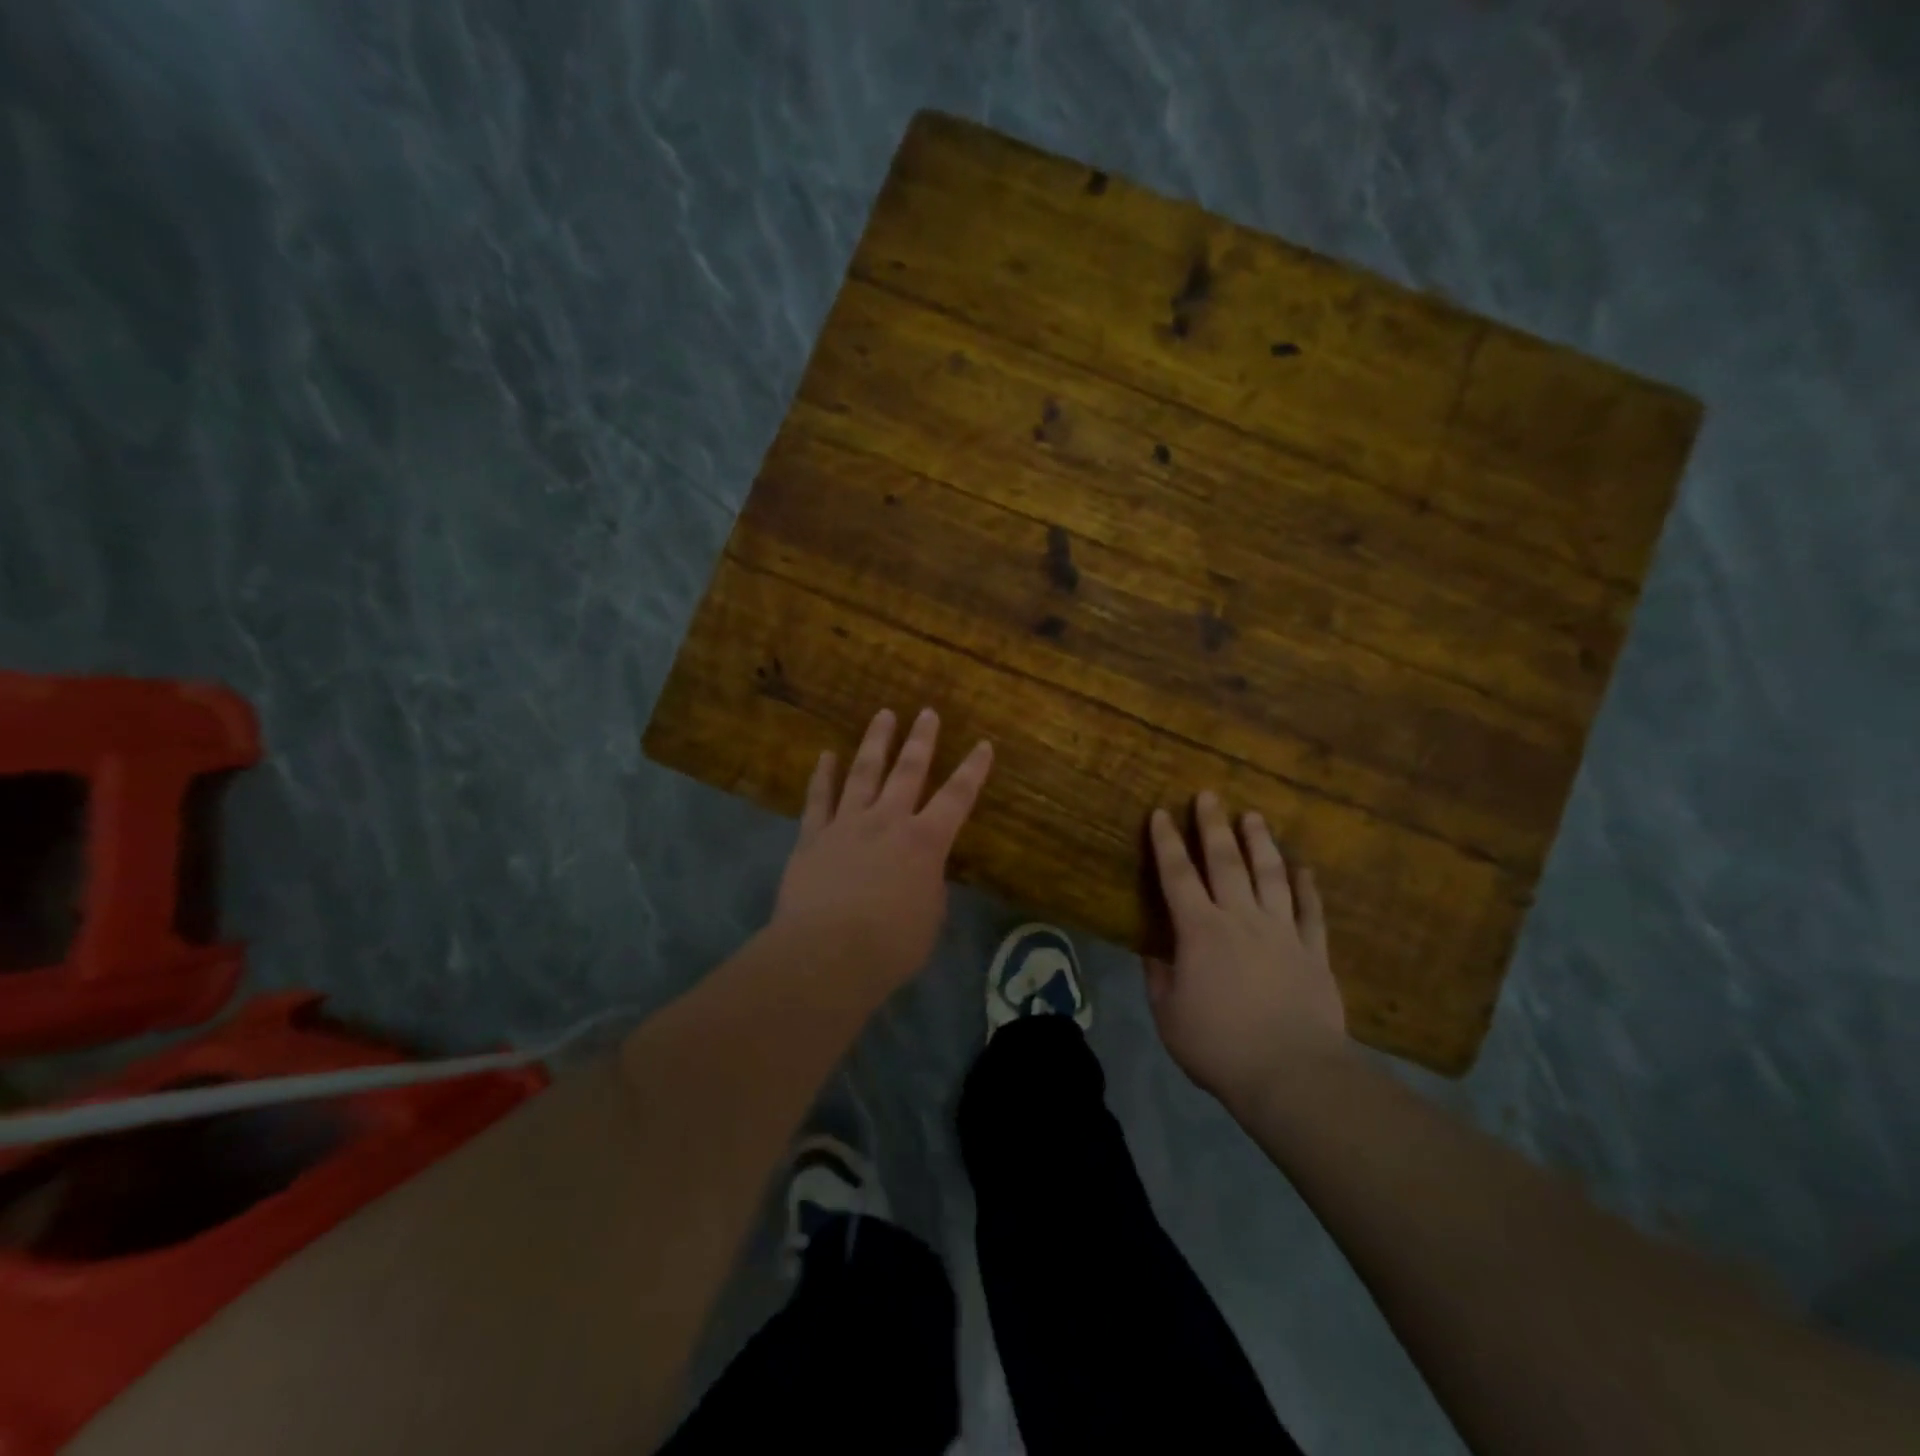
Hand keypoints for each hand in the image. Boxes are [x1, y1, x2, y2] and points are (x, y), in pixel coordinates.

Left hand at [772, 707, 992, 993]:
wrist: (826, 954)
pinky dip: (823, 775)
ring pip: (864, 773)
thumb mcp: (929, 918)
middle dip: (922, 740)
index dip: (973, 770)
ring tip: (883, 715)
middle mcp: (888, 821)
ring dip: (876, 742)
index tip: (983, 744)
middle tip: (927, 711)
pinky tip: (826, 755)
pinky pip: (818, 798)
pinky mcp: (812, 837)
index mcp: (925, 842)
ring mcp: (847, 824)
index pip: (957, 797)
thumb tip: (922, 872)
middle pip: (908, 771)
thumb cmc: (890, 945)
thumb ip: (929, 886)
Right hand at [1144, 792, 1346, 1105]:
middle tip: (1209, 795)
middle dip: (1213, 826)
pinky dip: (1307, 887)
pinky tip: (1303, 868)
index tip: (1161, 813)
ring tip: (1253, 817)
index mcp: (1199, 932)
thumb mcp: (1169, 1016)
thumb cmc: (1219, 1045)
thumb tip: (1155, 951)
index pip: (1177, 876)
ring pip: (1270, 875)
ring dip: (1260, 843)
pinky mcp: (1313, 952)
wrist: (1292, 1073)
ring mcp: (1281, 932)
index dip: (1166, 843)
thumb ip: (1160, 978)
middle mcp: (1240, 919)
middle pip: (1225, 862)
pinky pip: (1310, 911)